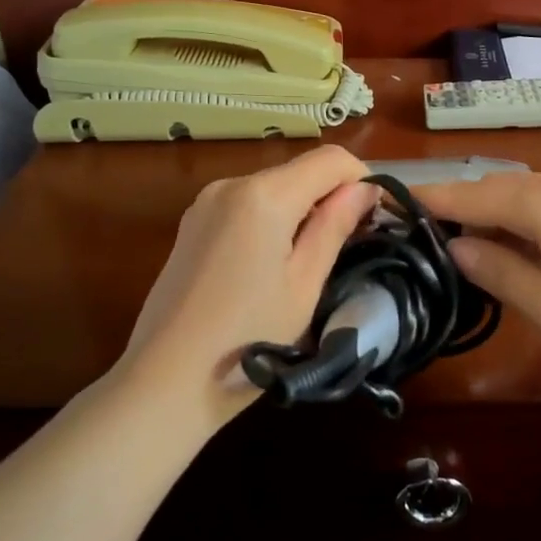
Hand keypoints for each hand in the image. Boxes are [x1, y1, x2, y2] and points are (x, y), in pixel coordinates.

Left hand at [118, 146, 376, 427]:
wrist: (165, 381)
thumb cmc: (247, 339)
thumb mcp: (304, 285)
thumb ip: (335, 227)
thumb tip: (365, 189)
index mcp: (263, 195)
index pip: (330, 159)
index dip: (362, 180)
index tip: (375, 219)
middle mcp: (231, 184)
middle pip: (300, 171)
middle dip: (332, 197)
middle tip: (351, 245)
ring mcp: (205, 203)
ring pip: (274, 188)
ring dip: (302, 210)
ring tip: (312, 261)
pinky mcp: (192, 224)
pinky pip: (247, 206)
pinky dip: (272, 220)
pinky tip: (272, 266)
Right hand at [416, 172, 540, 383]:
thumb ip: (499, 272)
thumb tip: (457, 247)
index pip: (467, 194)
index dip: (427, 200)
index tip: (389, 203)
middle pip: (494, 188)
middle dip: (456, 206)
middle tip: (420, 234)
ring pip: (523, 196)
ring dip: (490, 215)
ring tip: (462, 244)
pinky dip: (521, 221)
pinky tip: (520, 248)